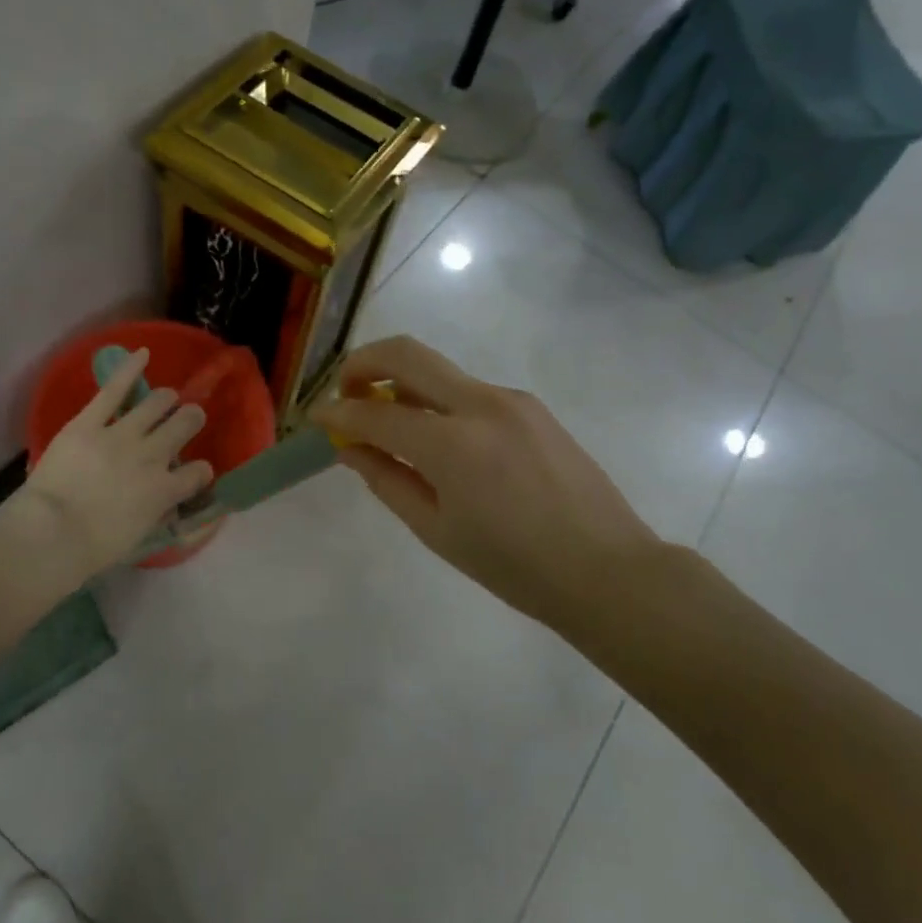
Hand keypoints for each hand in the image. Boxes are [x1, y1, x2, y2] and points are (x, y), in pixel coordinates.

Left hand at [11, 348, 212, 586]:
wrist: (52, 535)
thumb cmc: (92, 549)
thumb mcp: (137, 536)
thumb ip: (155, 513)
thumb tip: (162, 504)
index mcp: (166, 490)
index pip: (199, 473)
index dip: (200, 472)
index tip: (196, 473)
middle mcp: (153, 455)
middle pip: (185, 424)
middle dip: (190, 419)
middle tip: (187, 419)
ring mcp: (122, 435)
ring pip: (158, 403)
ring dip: (166, 400)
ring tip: (166, 399)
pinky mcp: (90, 422)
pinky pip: (115, 389)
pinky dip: (130, 368)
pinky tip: (143, 353)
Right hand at [309, 336, 657, 627]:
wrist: (605, 569)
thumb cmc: (514, 567)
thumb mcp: (437, 530)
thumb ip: (387, 480)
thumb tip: (350, 447)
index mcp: (453, 444)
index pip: (376, 411)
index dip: (337, 412)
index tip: (316, 417)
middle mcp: (481, 403)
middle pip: (406, 353)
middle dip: (363, 362)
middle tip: (346, 392)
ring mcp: (511, 398)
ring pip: (439, 371)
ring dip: (402, 383)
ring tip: (391, 424)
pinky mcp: (531, 405)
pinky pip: (469, 391)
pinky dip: (438, 402)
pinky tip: (441, 441)